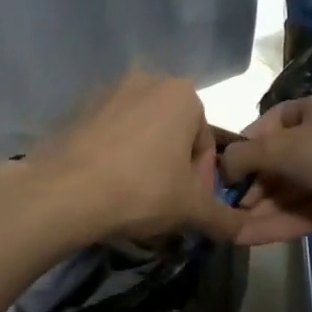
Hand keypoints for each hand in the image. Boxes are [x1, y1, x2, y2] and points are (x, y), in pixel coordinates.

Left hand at [13, 70, 244, 244]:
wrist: (63, 192)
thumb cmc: (141, 191)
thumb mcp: (191, 209)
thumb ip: (224, 217)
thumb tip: (247, 231)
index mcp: (182, 93)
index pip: (204, 142)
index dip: (201, 180)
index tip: (188, 206)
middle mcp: (146, 80)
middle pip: (172, 133)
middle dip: (172, 167)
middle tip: (162, 204)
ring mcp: (106, 91)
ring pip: (139, 132)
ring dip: (143, 160)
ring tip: (131, 197)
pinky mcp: (76, 107)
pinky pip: (107, 133)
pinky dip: (112, 155)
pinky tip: (103, 185)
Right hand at [220, 92, 311, 250]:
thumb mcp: (278, 146)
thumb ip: (243, 156)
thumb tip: (223, 166)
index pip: (274, 122)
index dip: (248, 143)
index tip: (227, 165)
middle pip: (279, 163)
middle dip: (252, 184)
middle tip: (226, 203)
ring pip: (288, 194)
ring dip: (258, 210)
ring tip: (228, 227)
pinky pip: (301, 216)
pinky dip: (274, 226)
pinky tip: (245, 238)